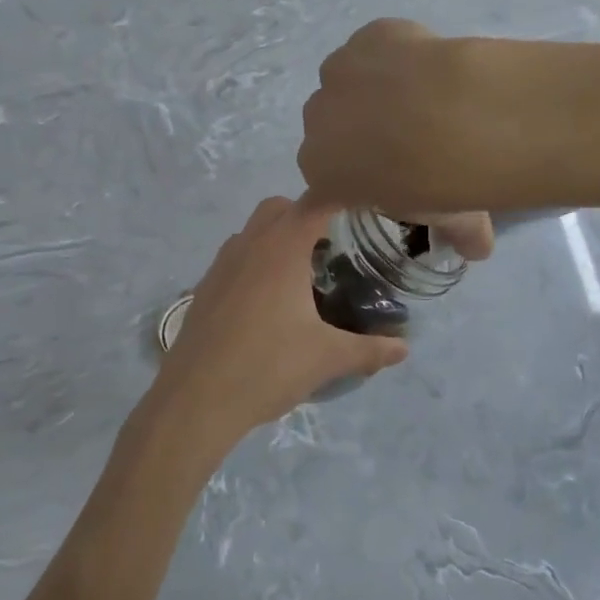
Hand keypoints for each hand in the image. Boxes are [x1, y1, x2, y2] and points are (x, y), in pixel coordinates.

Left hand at [150, 196, 409, 443]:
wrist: (195, 401)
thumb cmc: (267, 367)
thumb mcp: (327, 358)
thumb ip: (369, 349)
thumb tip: (404, 349)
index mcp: (282, 249)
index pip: (317, 201)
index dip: (342, 198)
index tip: (364, 209)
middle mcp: (249, 245)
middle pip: (279, 208)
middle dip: (306, 216)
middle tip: (331, 250)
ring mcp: (221, 266)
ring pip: (251, 232)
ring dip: (276, 239)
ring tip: (301, 277)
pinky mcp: (204, 289)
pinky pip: (235, 259)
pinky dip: (254, 265)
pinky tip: (268, 306)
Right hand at [299, 20, 496, 257]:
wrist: (457, 116)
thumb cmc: (438, 181)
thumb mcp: (449, 218)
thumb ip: (458, 235)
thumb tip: (477, 249)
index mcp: (323, 175)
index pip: (321, 187)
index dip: (349, 184)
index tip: (377, 182)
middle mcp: (317, 123)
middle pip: (330, 129)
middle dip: (357, 134)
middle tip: (404, 140)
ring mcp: (338, 74)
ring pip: (347, 83)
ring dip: (370, 90)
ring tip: (417, 97)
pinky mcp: (367, 37)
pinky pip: (375, 46)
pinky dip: (394, 53)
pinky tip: (426, 65)